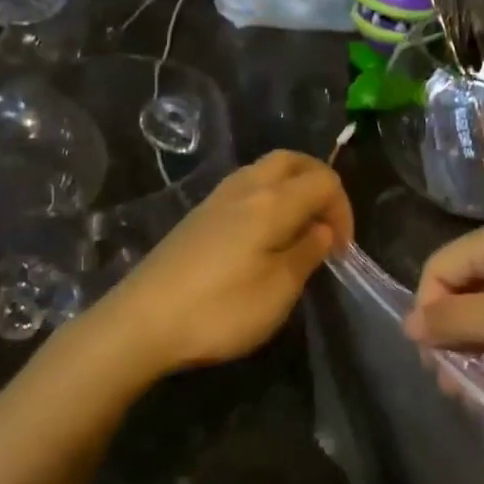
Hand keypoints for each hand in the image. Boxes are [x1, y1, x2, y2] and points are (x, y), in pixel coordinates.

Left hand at [91, 150, 352, 375]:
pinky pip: (244, 187)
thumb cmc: (219, 310)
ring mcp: (216, 199)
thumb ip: (307, 253)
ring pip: (265, 170)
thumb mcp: (278, 290)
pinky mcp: (197, 216)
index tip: (341, 251)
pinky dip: (267, 198)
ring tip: (298, 229)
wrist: (140, 323)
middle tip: (326, 223)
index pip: (324, 181)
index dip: (343, 210)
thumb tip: (323, 230)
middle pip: (292, 160)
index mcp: (272, 202)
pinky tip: (263, 236)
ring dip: (291, 188)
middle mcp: (245, 188)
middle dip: (319, 183)